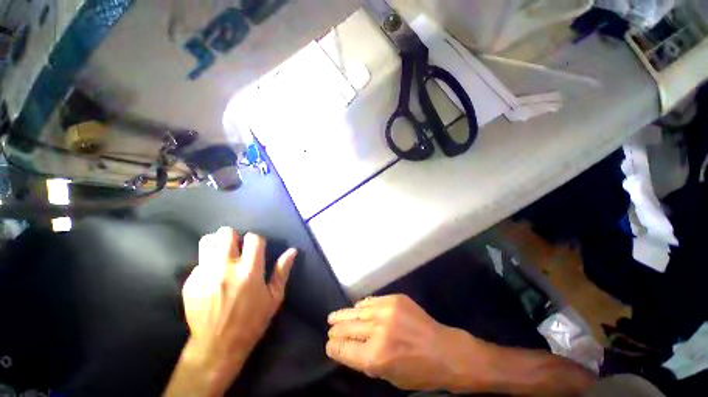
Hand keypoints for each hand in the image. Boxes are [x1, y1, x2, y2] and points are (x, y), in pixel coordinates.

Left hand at [165, 227, 296, 396]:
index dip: (256, 240)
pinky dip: (206, 265)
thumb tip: (293, 250)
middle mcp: (226, 268)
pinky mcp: (190, 283)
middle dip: (234, 237)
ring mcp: (205, 274)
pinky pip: (198, 262)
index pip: (253, 238)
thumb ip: (282, 271)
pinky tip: (211, 278)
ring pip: (207, 241)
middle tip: (238, 250)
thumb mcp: (274, 297)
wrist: (217, 347)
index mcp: (250, 271)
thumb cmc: (252, 321)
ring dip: (217, 245)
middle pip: (227, 233)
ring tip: (223, 256)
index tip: (257, 249)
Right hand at [325, 294, 494, 391]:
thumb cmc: (418, 371)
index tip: (329, 345)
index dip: (334, 347)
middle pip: (348, 328)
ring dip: (344, 314)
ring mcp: (387, 311)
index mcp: (376, 357)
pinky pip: (372, 301)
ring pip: (357, 311)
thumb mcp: (389, 377)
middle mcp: (378, 331)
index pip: (344, 349)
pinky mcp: (395, 299)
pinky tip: (356, 307)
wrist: (444, 350)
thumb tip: (349, 348)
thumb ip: (366, 361)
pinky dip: (362, 305)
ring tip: (333, 316)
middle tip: (330, 328)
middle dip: (336, 330)